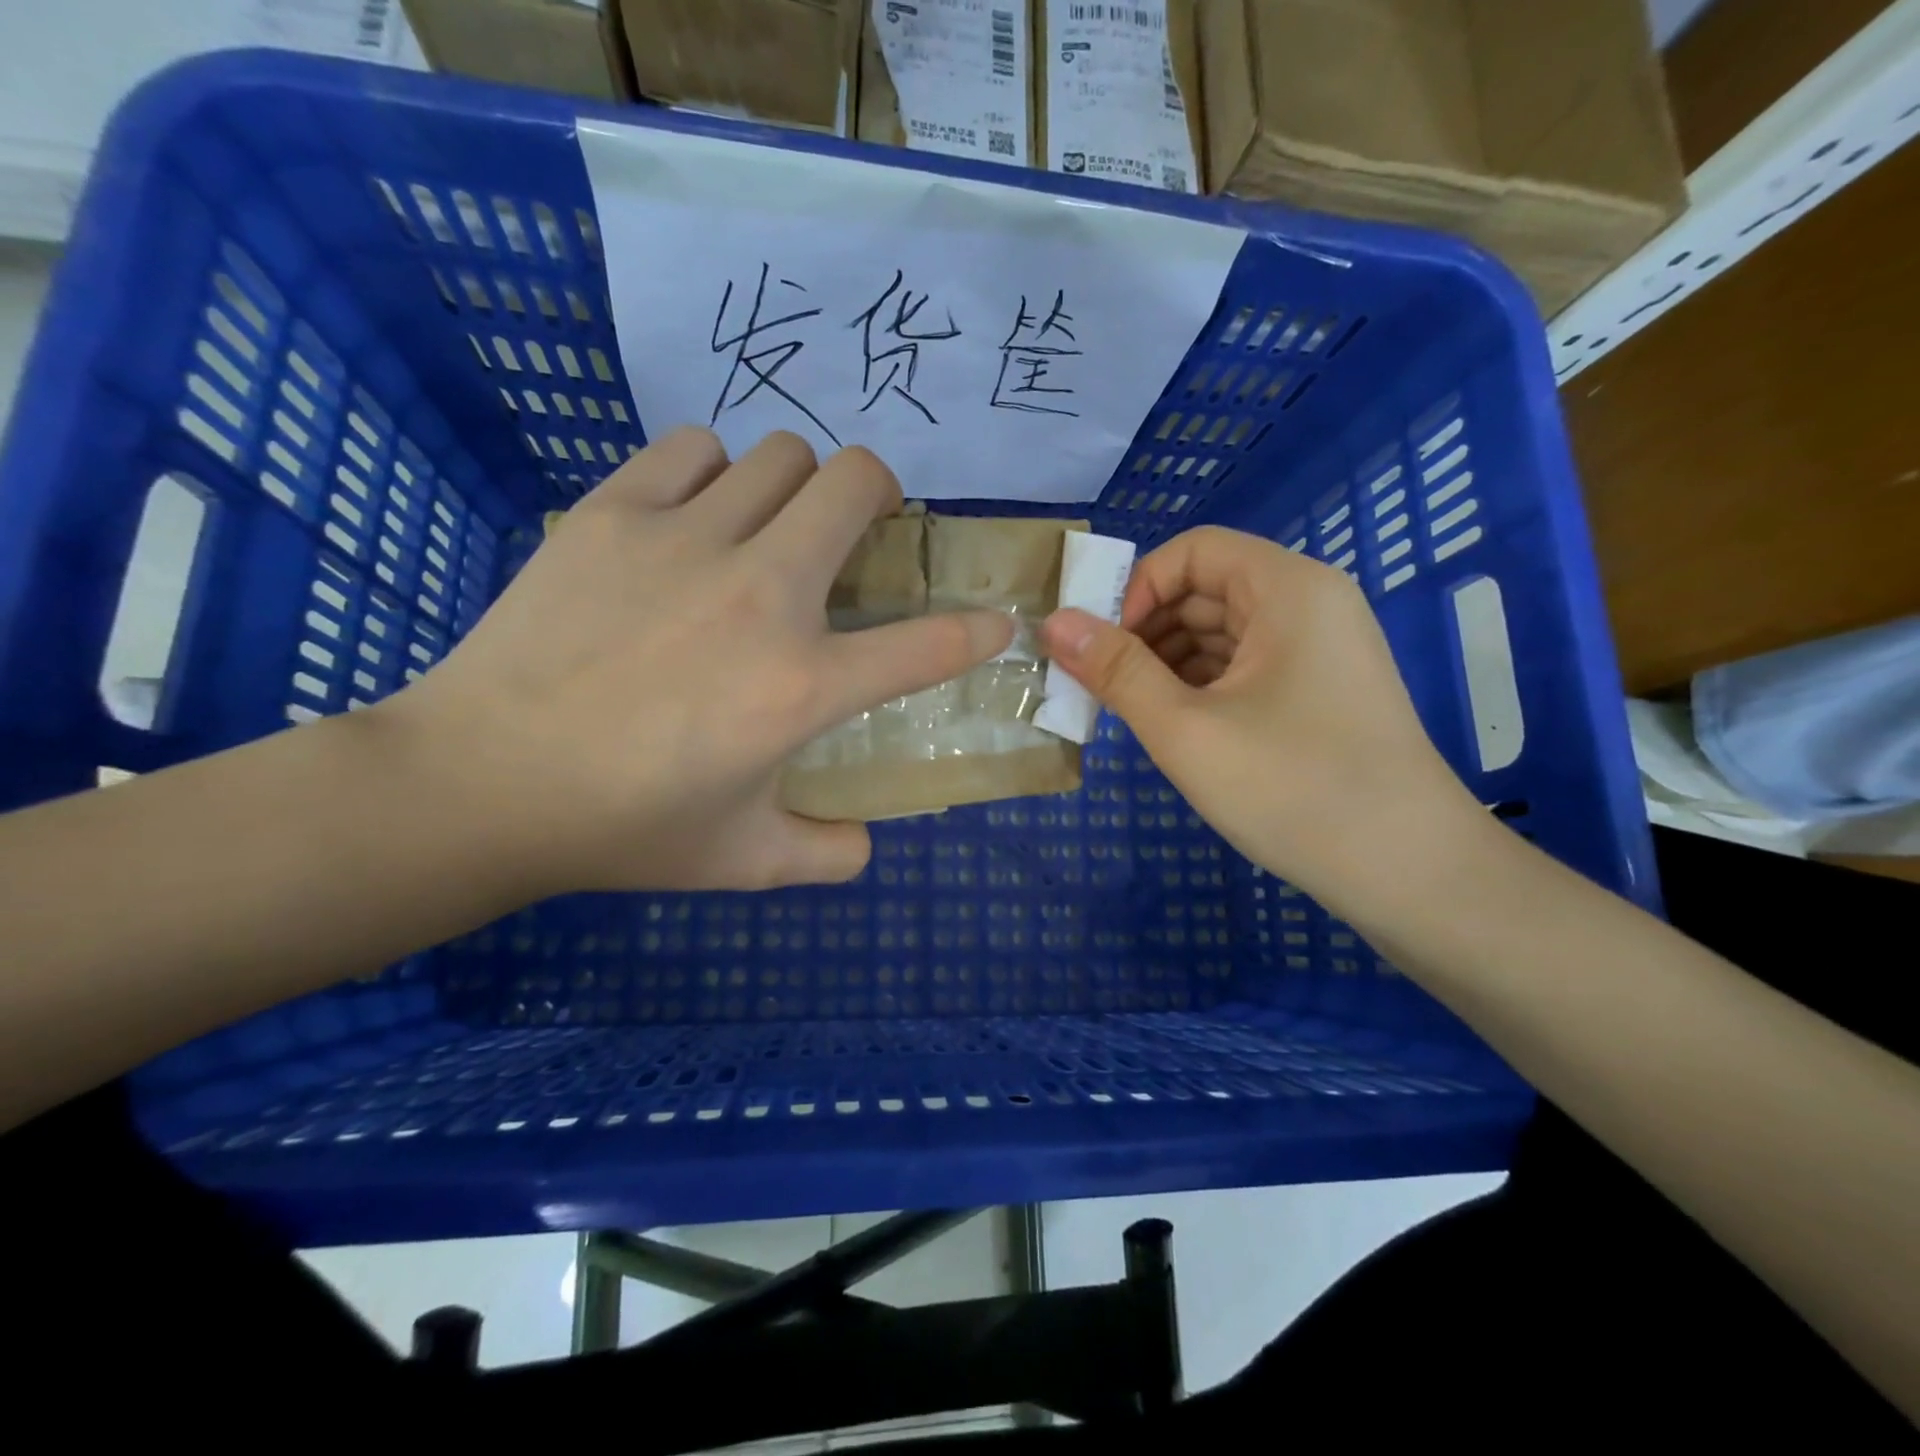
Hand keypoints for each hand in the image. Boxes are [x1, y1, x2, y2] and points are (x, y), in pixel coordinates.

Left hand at [379, 428, 1012, 895]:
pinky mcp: (613, 514)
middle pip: (856, 482)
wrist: (480, 783)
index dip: (978, 630)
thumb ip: (827, 855)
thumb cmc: (623, 826)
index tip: (997, 623)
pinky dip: (714, 472)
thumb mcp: (745, 860)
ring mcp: (685, 540)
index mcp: (801, 685)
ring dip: (797, 486)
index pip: (928, 645)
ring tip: (772, 526)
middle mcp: (761, 595)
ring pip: (780, 454)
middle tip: (862, 531)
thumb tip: (867, 843)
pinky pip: (692, 449)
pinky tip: (696, 517)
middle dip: (881, 496)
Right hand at [1039, 526, 1474, 897]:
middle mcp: (1309, 604)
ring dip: (1167, 664)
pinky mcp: (1319, 692)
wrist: (1409, 872)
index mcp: (1287, 589)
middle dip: (1146, 631)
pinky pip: (1245, 668)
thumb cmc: (1292, 788)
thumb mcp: (1186, 729)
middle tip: (1101, 685)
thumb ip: (1116, 671)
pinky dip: (1200, 687)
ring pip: (1222, 633)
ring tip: (1130, 712)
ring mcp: (1319, 651)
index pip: (1193, 551)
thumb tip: (1053, 623)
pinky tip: (1174, 727)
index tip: (1101, 645)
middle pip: (1206, 590)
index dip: (1137, 587)